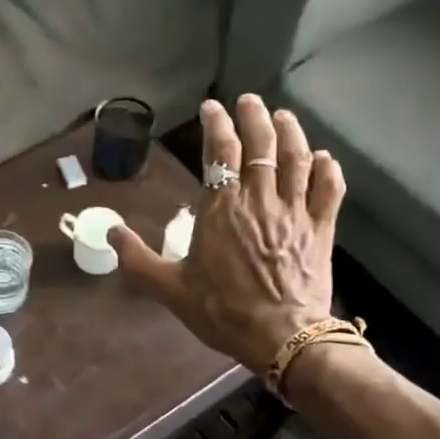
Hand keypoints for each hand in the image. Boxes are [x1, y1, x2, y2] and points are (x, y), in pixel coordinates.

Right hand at [110, 95, 343, 374]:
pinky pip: (329, 189)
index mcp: (221, 208)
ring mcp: (295, 212)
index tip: (212, 108)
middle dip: (254, 116)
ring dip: (291, 132)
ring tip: (283, 116)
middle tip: (249, 100)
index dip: (216, 124)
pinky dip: (327, 169)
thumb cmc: (223, 312)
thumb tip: (110, 231)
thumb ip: (137, 258)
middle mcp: (259, 199)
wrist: (283, 338)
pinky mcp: (321, 229)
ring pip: (296, 158)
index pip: (220, 151)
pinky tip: (322, 158)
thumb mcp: (169, 289)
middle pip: (261, 144)